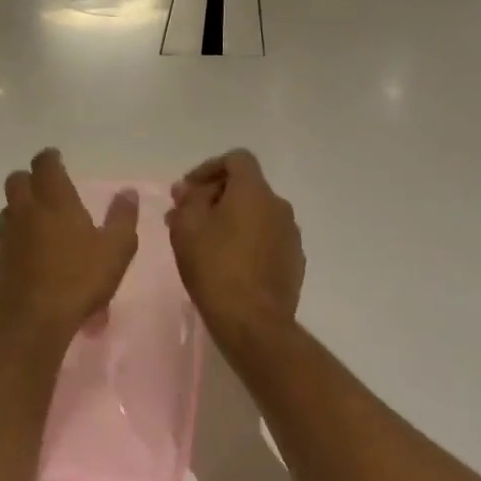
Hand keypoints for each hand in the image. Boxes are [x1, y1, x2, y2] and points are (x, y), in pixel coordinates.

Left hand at [0, 149, 139, 341]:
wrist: (34, 321)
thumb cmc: (80, 279)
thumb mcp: (116, 249)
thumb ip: (122, 217)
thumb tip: (127, 192)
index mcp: (55, 200)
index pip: (45, 164)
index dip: (50, 158)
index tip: (57, 159)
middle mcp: (26, 211)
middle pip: (17, 180)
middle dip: (30, 179)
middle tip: (47, 189)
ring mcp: (8, 235)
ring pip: (8, 209)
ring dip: (20, 207)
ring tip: (39, 220)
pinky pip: (5, 237)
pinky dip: (17, 237)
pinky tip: (31, 253)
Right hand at [166, 150, 303, 334]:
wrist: (253, 321)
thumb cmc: (214, 267)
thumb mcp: (186, 228)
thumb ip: (187, 200)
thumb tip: (189, 189)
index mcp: (254, 191)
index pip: (236, 159)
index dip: (208, 168)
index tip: (187, 191)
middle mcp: (278, 206)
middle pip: (245, 188)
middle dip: (215, 197)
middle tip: (187, 219)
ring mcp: (291, 235)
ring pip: (256, 215)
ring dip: (231, 220)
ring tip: (204, 244)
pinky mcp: (294, 261)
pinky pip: (266, 239)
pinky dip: (247, 241)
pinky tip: (228, 264)